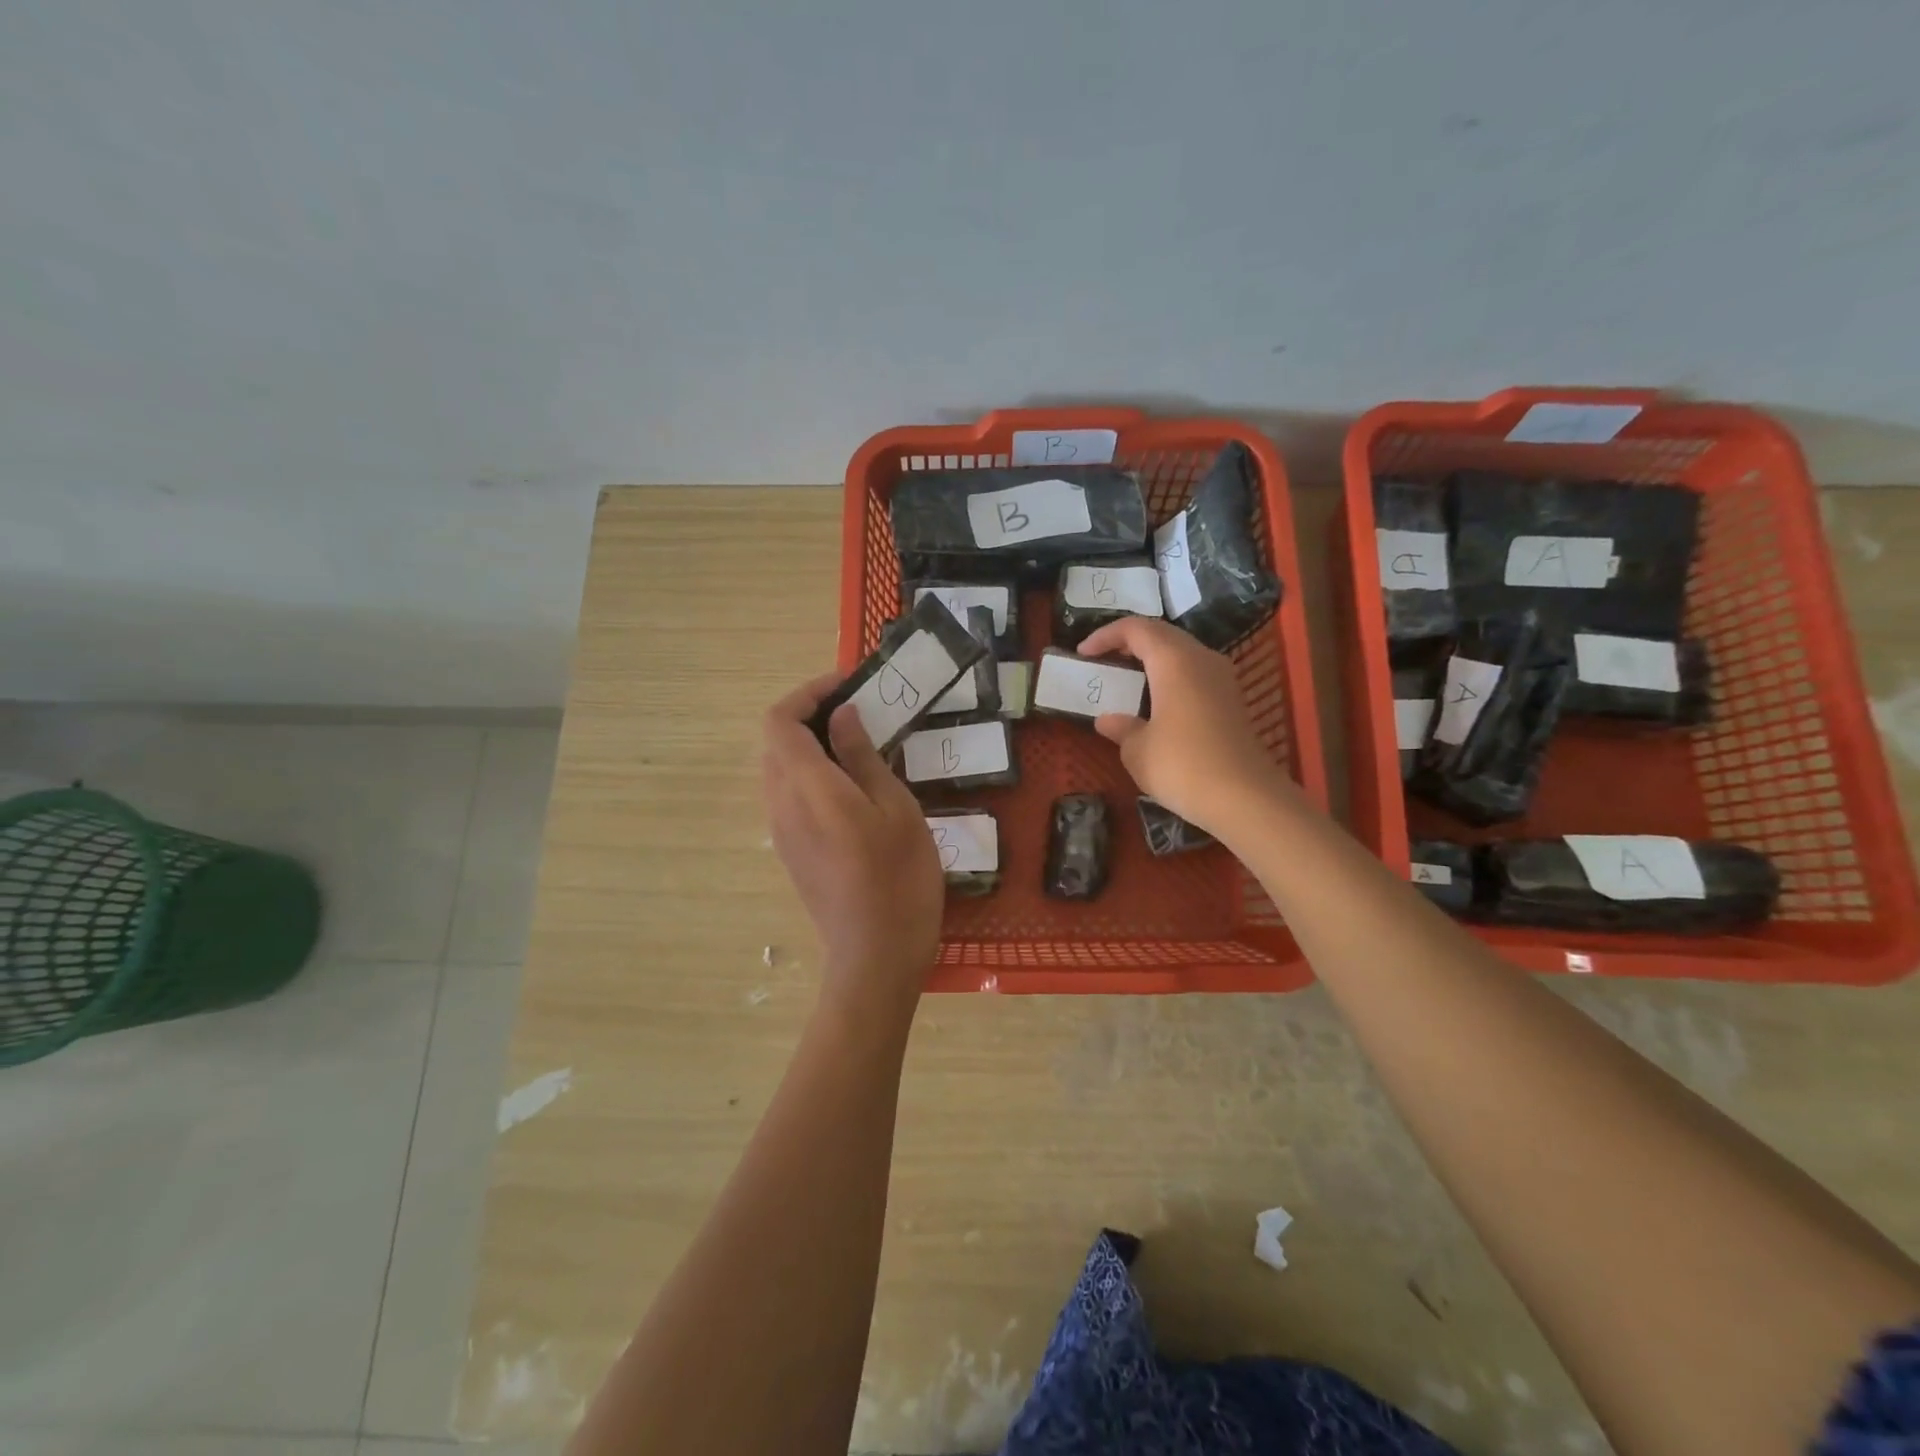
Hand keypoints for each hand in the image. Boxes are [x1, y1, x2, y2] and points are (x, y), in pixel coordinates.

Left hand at [761, 674, 944, 1017]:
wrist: (874, 954)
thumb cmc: (898, 878)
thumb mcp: (895, 808)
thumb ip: (862, 757)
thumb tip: (843, 716)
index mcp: (807, 787)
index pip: (779, 720)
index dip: (807, 693)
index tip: (848, 686)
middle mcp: (782, 803)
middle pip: (775, 742)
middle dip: (810, 715)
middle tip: (861, 713)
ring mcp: (782, 830)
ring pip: (780, 768)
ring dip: (811, 745)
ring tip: (861, 745)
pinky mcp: (791, 850)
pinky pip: (789, 794)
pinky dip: (812, 773)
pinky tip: (853, 786)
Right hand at [1077, 617, 1285, 835]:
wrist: (1246, 799)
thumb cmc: (1183, 766)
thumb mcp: (1137, 750)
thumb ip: (1121, 728)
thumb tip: (1108, 720)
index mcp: (1173, 661)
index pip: (1136, 628)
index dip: (1105, 635)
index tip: (1082, 652)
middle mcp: (1201, 659)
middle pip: (1162, 634)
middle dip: (1129, 642)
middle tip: (1103, 660)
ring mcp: (1222, 679)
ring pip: (1181, 653)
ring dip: (1152, 660)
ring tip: (1127, 679)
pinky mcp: (1232, 701)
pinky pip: (1194, 674)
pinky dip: (1170, 678)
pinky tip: (1156, 703)